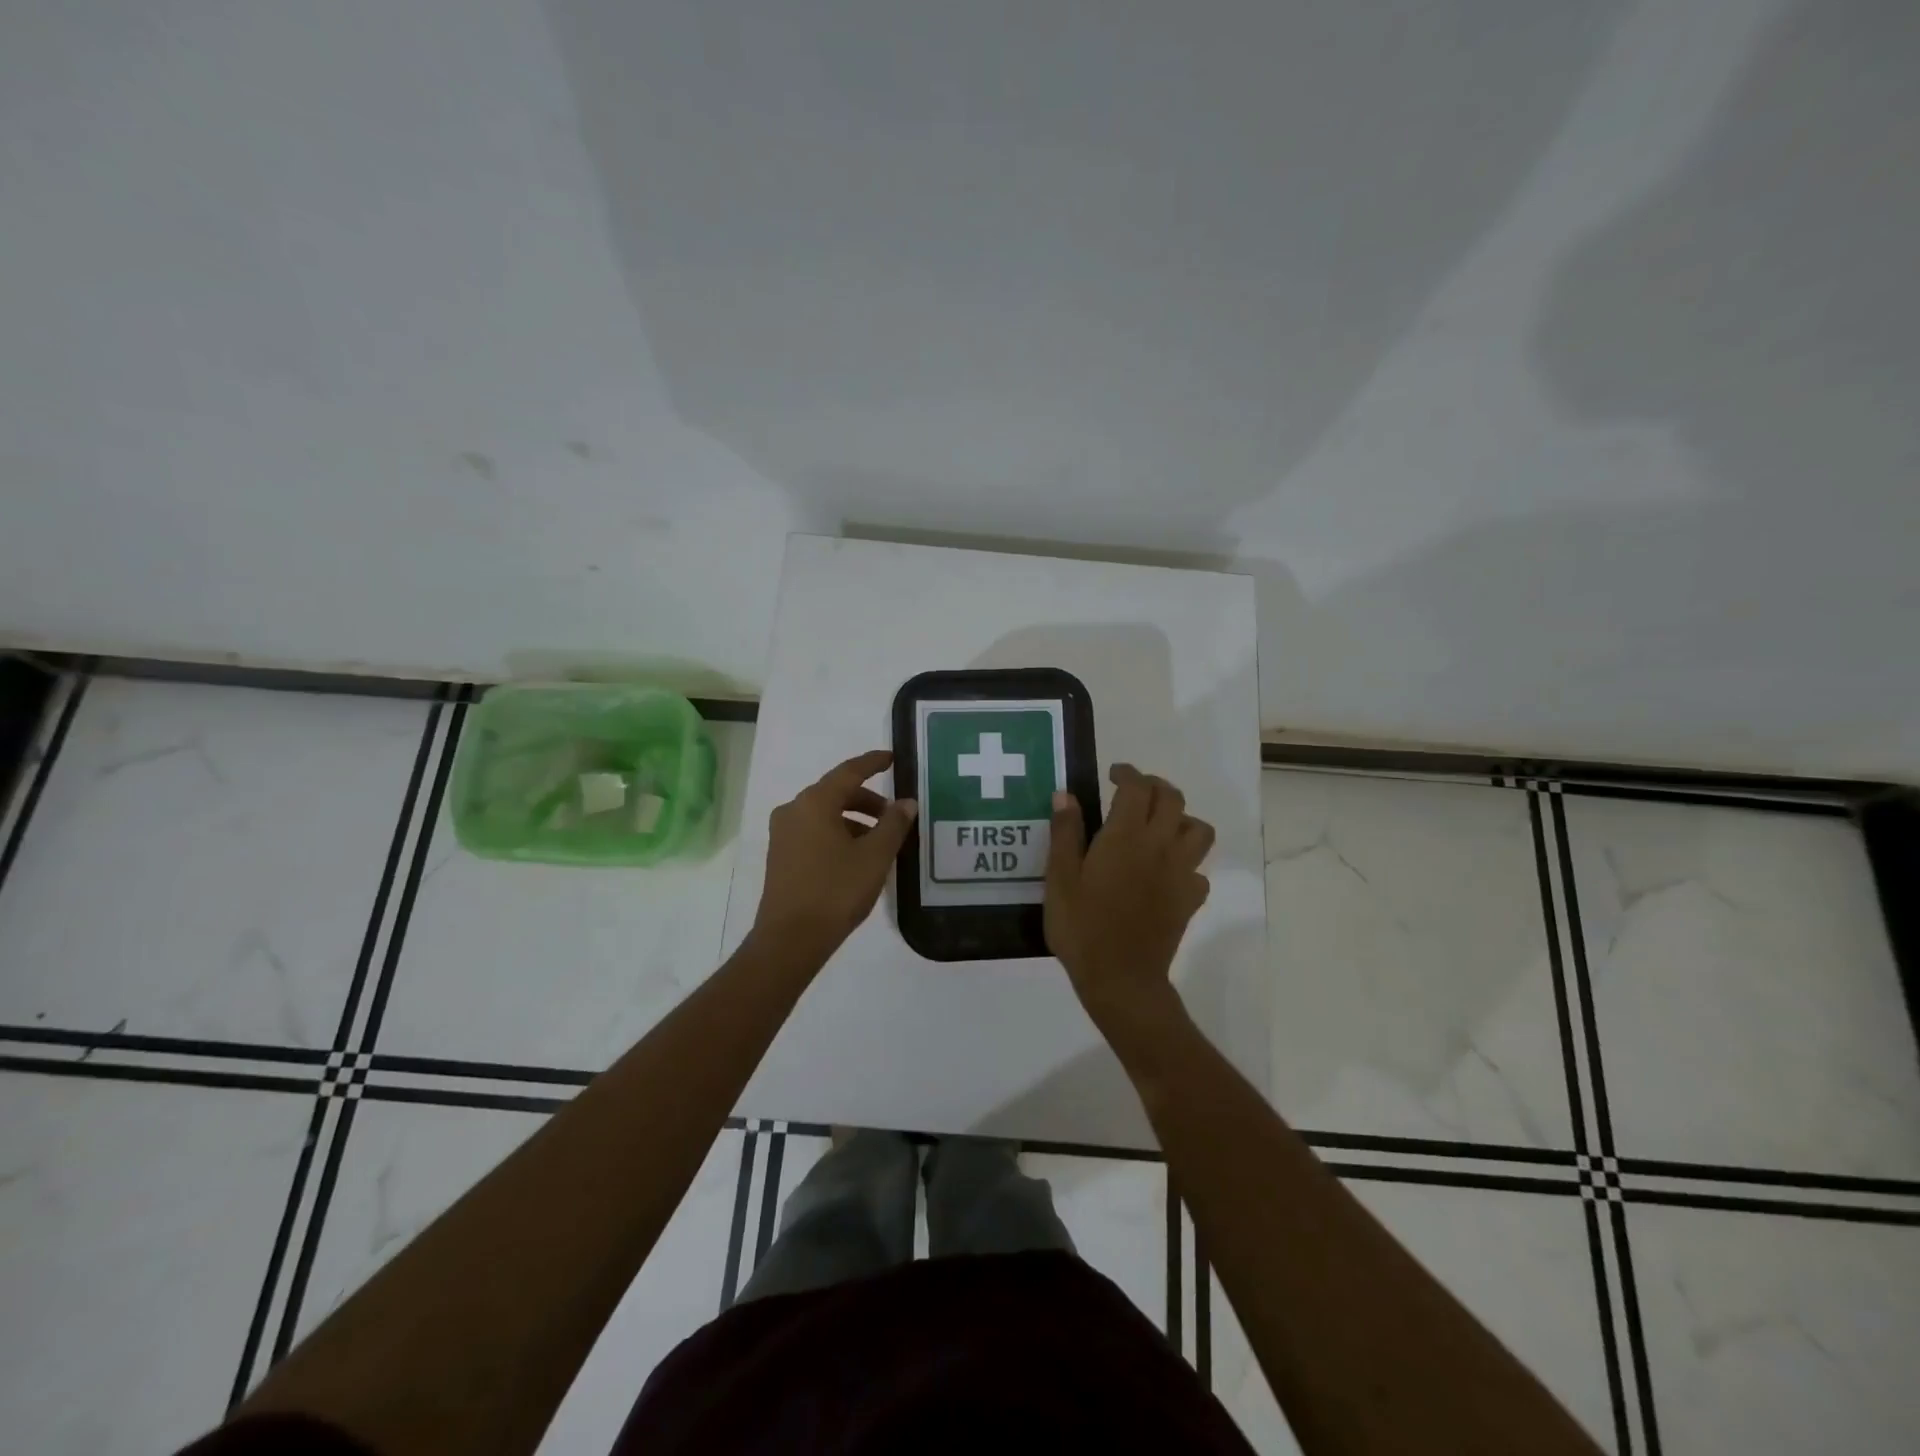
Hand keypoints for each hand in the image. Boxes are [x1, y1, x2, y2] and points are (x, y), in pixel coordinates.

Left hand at [752, 749, 917, 961]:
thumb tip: (907, 802)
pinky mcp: (781, 856)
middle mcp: (794, 810)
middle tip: (895, 814)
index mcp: (815, 803)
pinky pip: (815, 832)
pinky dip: (838, 834)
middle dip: (868, 799)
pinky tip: (858, 857)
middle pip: (836, 793)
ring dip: (854, 820)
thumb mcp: (874, 856)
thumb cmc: (836, 891)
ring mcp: (783, 834)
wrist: (790, 939)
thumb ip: (894, 824)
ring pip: (825, 814)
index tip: (892, 758)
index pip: (849, 771)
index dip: (872, 763)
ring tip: (881, 841)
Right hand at [1044, 764, 1214, 1023]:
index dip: (1127, 773)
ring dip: (1181, 820)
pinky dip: (1187, 863)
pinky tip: (1167, 873)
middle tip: (1133, 792)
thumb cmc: (1082, 927)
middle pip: (1173, 799)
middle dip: (1155, 786)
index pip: (1137, 787)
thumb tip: (1066, 795)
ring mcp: (1181, 873)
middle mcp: (1160, 846)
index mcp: (1125, 837)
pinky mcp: (1190, 900)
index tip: (1113, 774)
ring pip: (1199, 830)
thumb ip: (1065, 833)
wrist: (1121, 979)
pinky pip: (1199, 870)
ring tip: (1158, 827)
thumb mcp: (1060, 879)